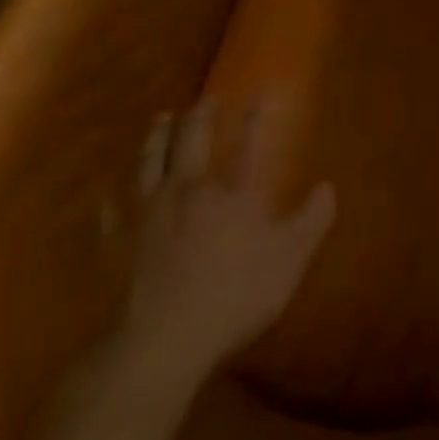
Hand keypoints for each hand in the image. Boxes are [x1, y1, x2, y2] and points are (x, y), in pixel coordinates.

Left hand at [120, 94, 334, 384]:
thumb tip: (327, 186)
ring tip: (161, 119)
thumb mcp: (291, 259)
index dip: (255, 118)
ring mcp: (148, 215)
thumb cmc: (234, 296)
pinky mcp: (115, 244)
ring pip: (149, 163)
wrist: (159, 343)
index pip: (248, 144)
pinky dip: (113, 196)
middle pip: (192, 141)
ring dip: (156, 138)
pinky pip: (111, 210)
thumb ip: (312, 219)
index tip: (259, 96)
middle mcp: (190, 190)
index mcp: (234, 193)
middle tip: (207, 99)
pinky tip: (111, 191)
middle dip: (202, 116)